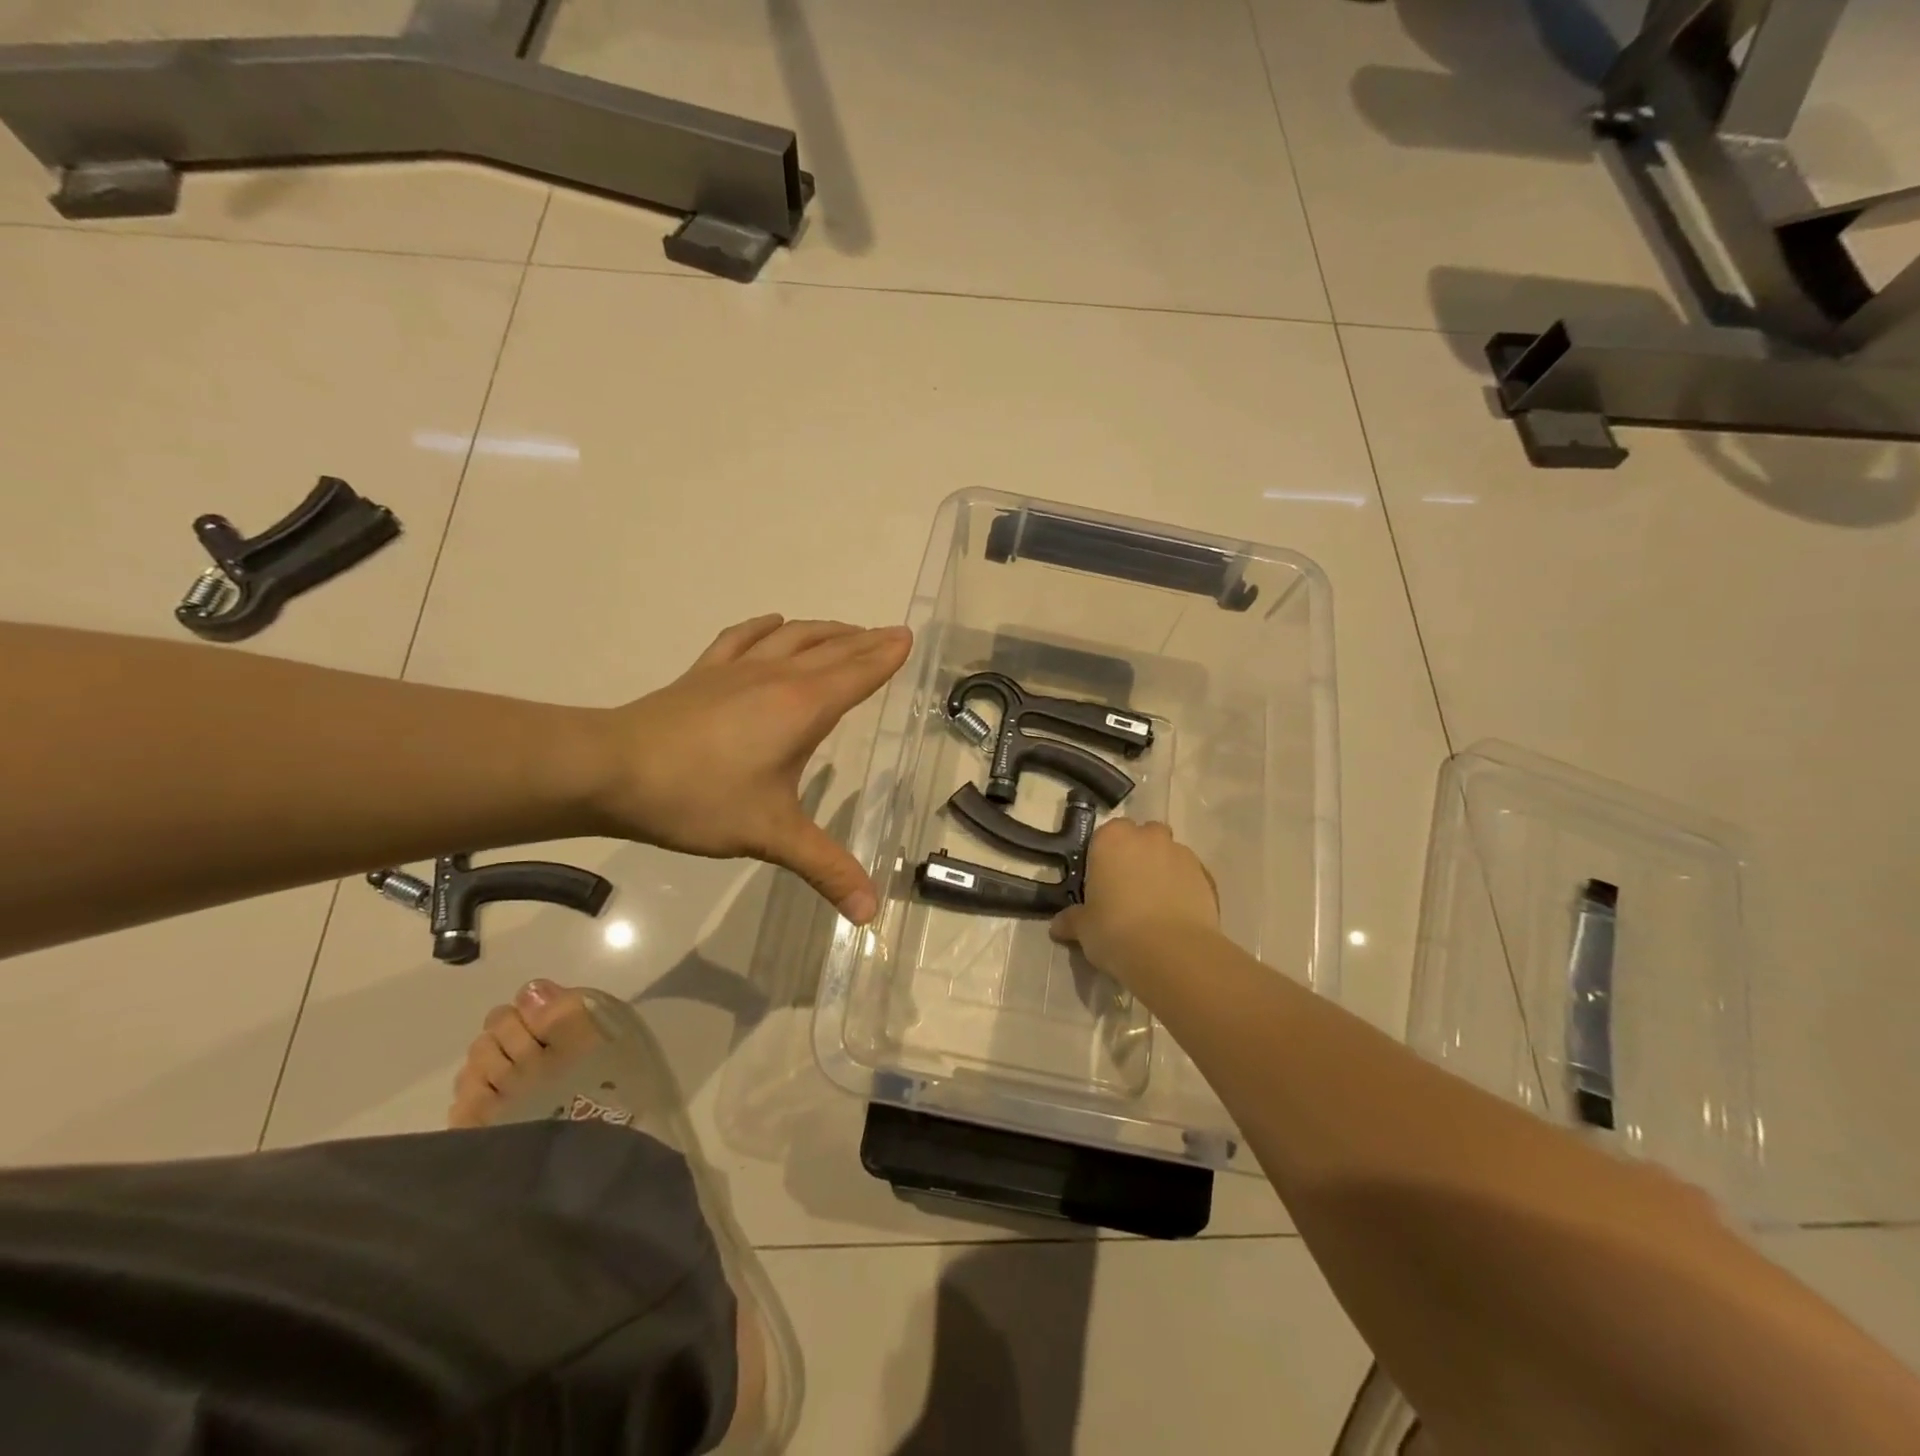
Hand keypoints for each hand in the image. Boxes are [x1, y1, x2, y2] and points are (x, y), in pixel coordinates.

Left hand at [591, 614, 911, 922]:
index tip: (907, 637)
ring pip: (792, 637)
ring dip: (825, 630)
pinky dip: (764, 627)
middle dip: (865, 640)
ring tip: (846, 630)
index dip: (885, 656)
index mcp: (802, 707)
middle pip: (831, 650)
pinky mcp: (703, 674)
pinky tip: (773, 622)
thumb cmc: (699, 798)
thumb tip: (870, 914)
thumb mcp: (770, 836)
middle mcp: (777, 677)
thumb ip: (825, 869)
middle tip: (891, 632)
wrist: (611, 770)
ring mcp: (737, 671)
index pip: (857, 674)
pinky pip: (742, 638)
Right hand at [1050, 820, 1218, 980]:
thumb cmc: (1115, 930)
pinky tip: (1176, 916)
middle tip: (1128, 889)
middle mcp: (1148, 837)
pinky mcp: (1207, 877)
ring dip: (1161, 870)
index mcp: (1112, 839)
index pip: (1105, 836)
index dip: (1104, 858)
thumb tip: (1057, 925)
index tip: (1101, 883)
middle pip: (1142, 837)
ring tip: (1155, 906)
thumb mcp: (1084, 929)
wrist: (1172, 953)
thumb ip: (1072, 920)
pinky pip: (1189, 877)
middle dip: (1137, 856)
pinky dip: (1183, 889)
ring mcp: (1181, 854)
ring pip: (1168, 854)